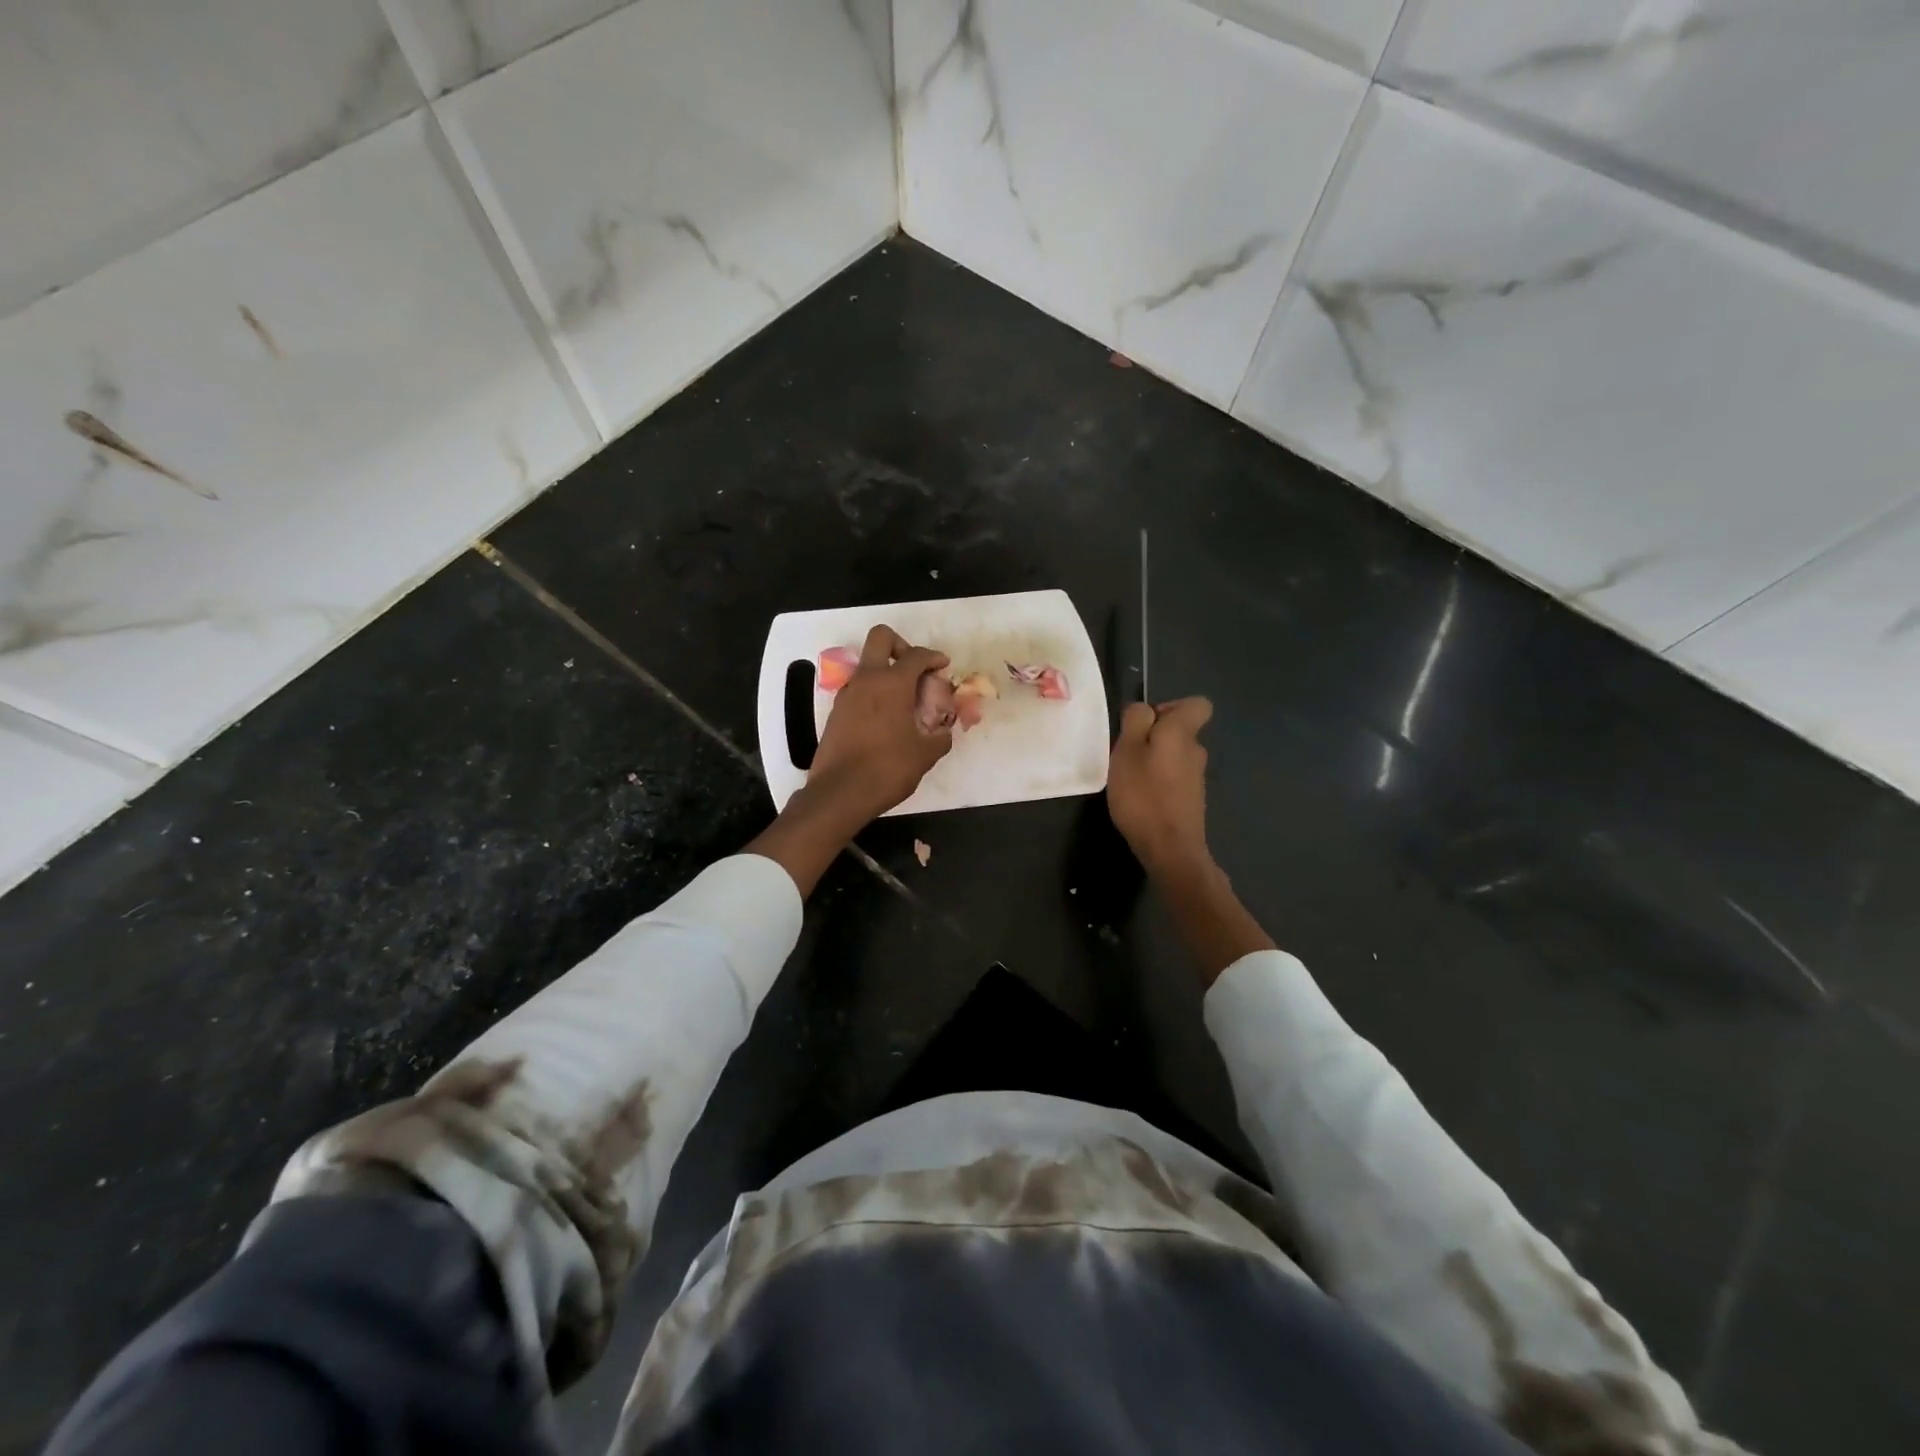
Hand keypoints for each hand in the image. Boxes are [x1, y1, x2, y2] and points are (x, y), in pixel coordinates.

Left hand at [806, 625, 953, 824]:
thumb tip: (943, 731)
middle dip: (901, 646)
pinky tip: (886, 721)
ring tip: (904, 703)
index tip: (943, 666)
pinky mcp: (836, 712)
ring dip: (886, 674)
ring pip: (867, 666)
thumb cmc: (887, 769)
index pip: (916, 655)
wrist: (840, 793)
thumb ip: (940, 737)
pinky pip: (859, 690)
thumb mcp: (925, 754)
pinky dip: (874, 695)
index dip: (934, 657)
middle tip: (915, 671)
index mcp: (892, 683)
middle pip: (881, 638)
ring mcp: (847, 694)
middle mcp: (866, 680)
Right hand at [1107, 698, 1213, 878]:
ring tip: (1129, 780)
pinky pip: (1174, 779)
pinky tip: (1140, 800)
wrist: (1170, 849)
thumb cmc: (1143, 795)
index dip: (1171, 707)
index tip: (1146, 724)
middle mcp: (1196, 751)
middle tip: (1127, 754)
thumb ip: (1136, 721)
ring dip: (1154, 762)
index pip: (1198, 704)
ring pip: (1175, 756)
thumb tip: (1145, 709)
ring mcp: (1196, 778)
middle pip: (1180, 731)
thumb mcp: (1127, 750)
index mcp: (1182, 733)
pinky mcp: (1192, 800)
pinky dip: (1158, 783)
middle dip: (1154, 737)